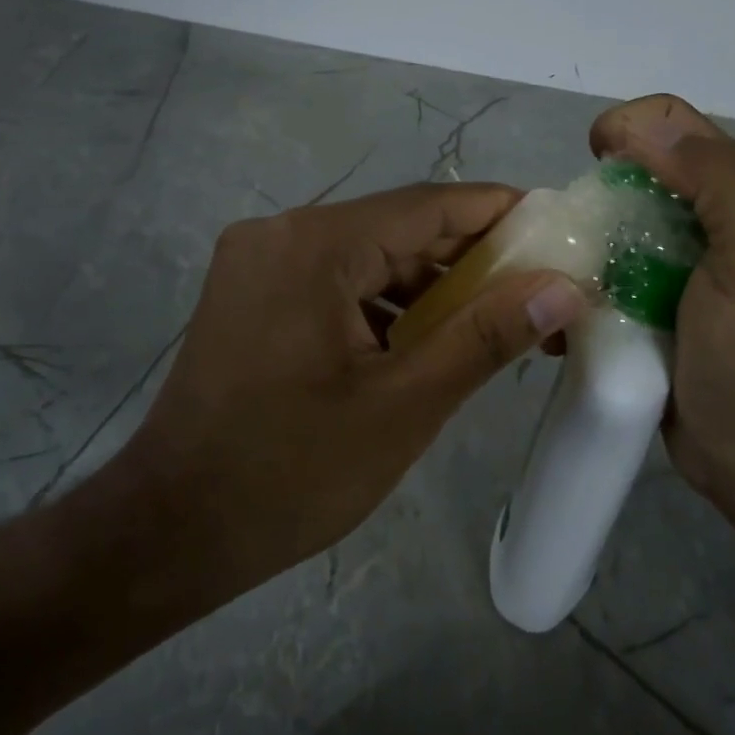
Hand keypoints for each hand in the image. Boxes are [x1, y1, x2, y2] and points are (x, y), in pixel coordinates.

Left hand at [117, 183, 587, 598]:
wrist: (171, 529)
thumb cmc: (291, 473)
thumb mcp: (404, 406)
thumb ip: (486, 336)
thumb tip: (563, 287)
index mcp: (315, 245)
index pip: (428, 205)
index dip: (498, 213)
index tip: (557, 232)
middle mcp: (281, 232)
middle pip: (396, 227)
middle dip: (467, 257)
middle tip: (535, 290)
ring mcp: (258, 260)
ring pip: (365, 253)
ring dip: (425, 283)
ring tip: (488, 321)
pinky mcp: (250, 291)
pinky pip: (332, 278)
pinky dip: (380, 301)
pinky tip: (418, 339)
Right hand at [589, 95, 734, 501]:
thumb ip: (720, 185)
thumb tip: (644, 131)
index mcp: (733, 195)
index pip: (672, 124)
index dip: (628, 126)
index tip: (593, 161)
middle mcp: (701, 218)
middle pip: (634, 168)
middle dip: (594, 184)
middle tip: (570, 227)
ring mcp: (668, 261)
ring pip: (609, 218)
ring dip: (576, 234)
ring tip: (556, 269)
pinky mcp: (642, 298)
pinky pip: (598, 266)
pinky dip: (575, 276)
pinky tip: (564, 305)